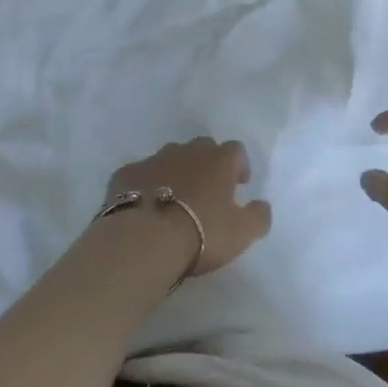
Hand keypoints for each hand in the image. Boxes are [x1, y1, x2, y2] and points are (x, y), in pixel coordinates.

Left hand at [106, 138, 271, 278]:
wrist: (144, 238)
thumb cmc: (201, 232)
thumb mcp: (242, 232)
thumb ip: (258, 216)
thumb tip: (262, 205)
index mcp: (218, 160)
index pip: (236, 150)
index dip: (239, 166)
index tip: (238, 186)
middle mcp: (187, 151)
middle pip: (201, 148)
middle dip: (206, 164)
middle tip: (207, 192)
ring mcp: (153, 159)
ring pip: (169, 158)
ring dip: (176, 172)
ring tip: (174, 200)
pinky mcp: (125, 173)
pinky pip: (140, 175)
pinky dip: (145, 185)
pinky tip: (144, 207)